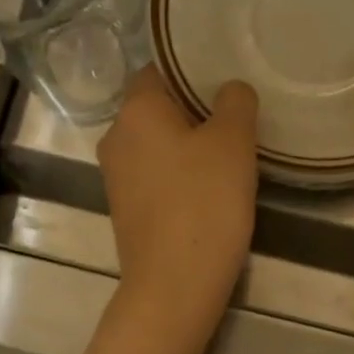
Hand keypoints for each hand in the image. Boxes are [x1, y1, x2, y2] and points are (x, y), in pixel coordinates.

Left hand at [97, 68, 258, 332]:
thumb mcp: (233, 142)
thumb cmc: (204, 203)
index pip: (159, 68)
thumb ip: (235, 102)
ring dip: (189, 144)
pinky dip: (179, 174)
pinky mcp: (126, 209)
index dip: (193, 69)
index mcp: (134, 110)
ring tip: (230, 153)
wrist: (175, 284)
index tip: (226, 79)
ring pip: (157, 143)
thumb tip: (230, 90)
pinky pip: (156, 175)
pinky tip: (210, 188)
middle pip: (158, 107)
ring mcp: (116, 176)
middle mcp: (116, 137)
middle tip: (237, 117)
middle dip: (195, 109)